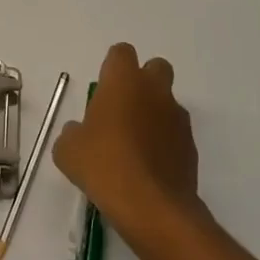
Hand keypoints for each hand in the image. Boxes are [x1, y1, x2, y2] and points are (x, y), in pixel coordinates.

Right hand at [53, 43, 199, 242]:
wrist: (152, 207)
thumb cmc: (104, 166)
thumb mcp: (68, 150)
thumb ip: (72, 133)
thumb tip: (79, 133)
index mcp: (123, 81)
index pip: (121, 52)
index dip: (112, 67)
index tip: (103, 90)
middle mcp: (154, 90)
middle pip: (155, 67)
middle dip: (143, 82)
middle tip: (124, 109)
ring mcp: (177, 118)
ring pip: (167, 102)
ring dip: (154, 114)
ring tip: (135, 147)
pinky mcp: (191, 146)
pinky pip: (175, 134)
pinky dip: (165, 142)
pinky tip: (149, 168)